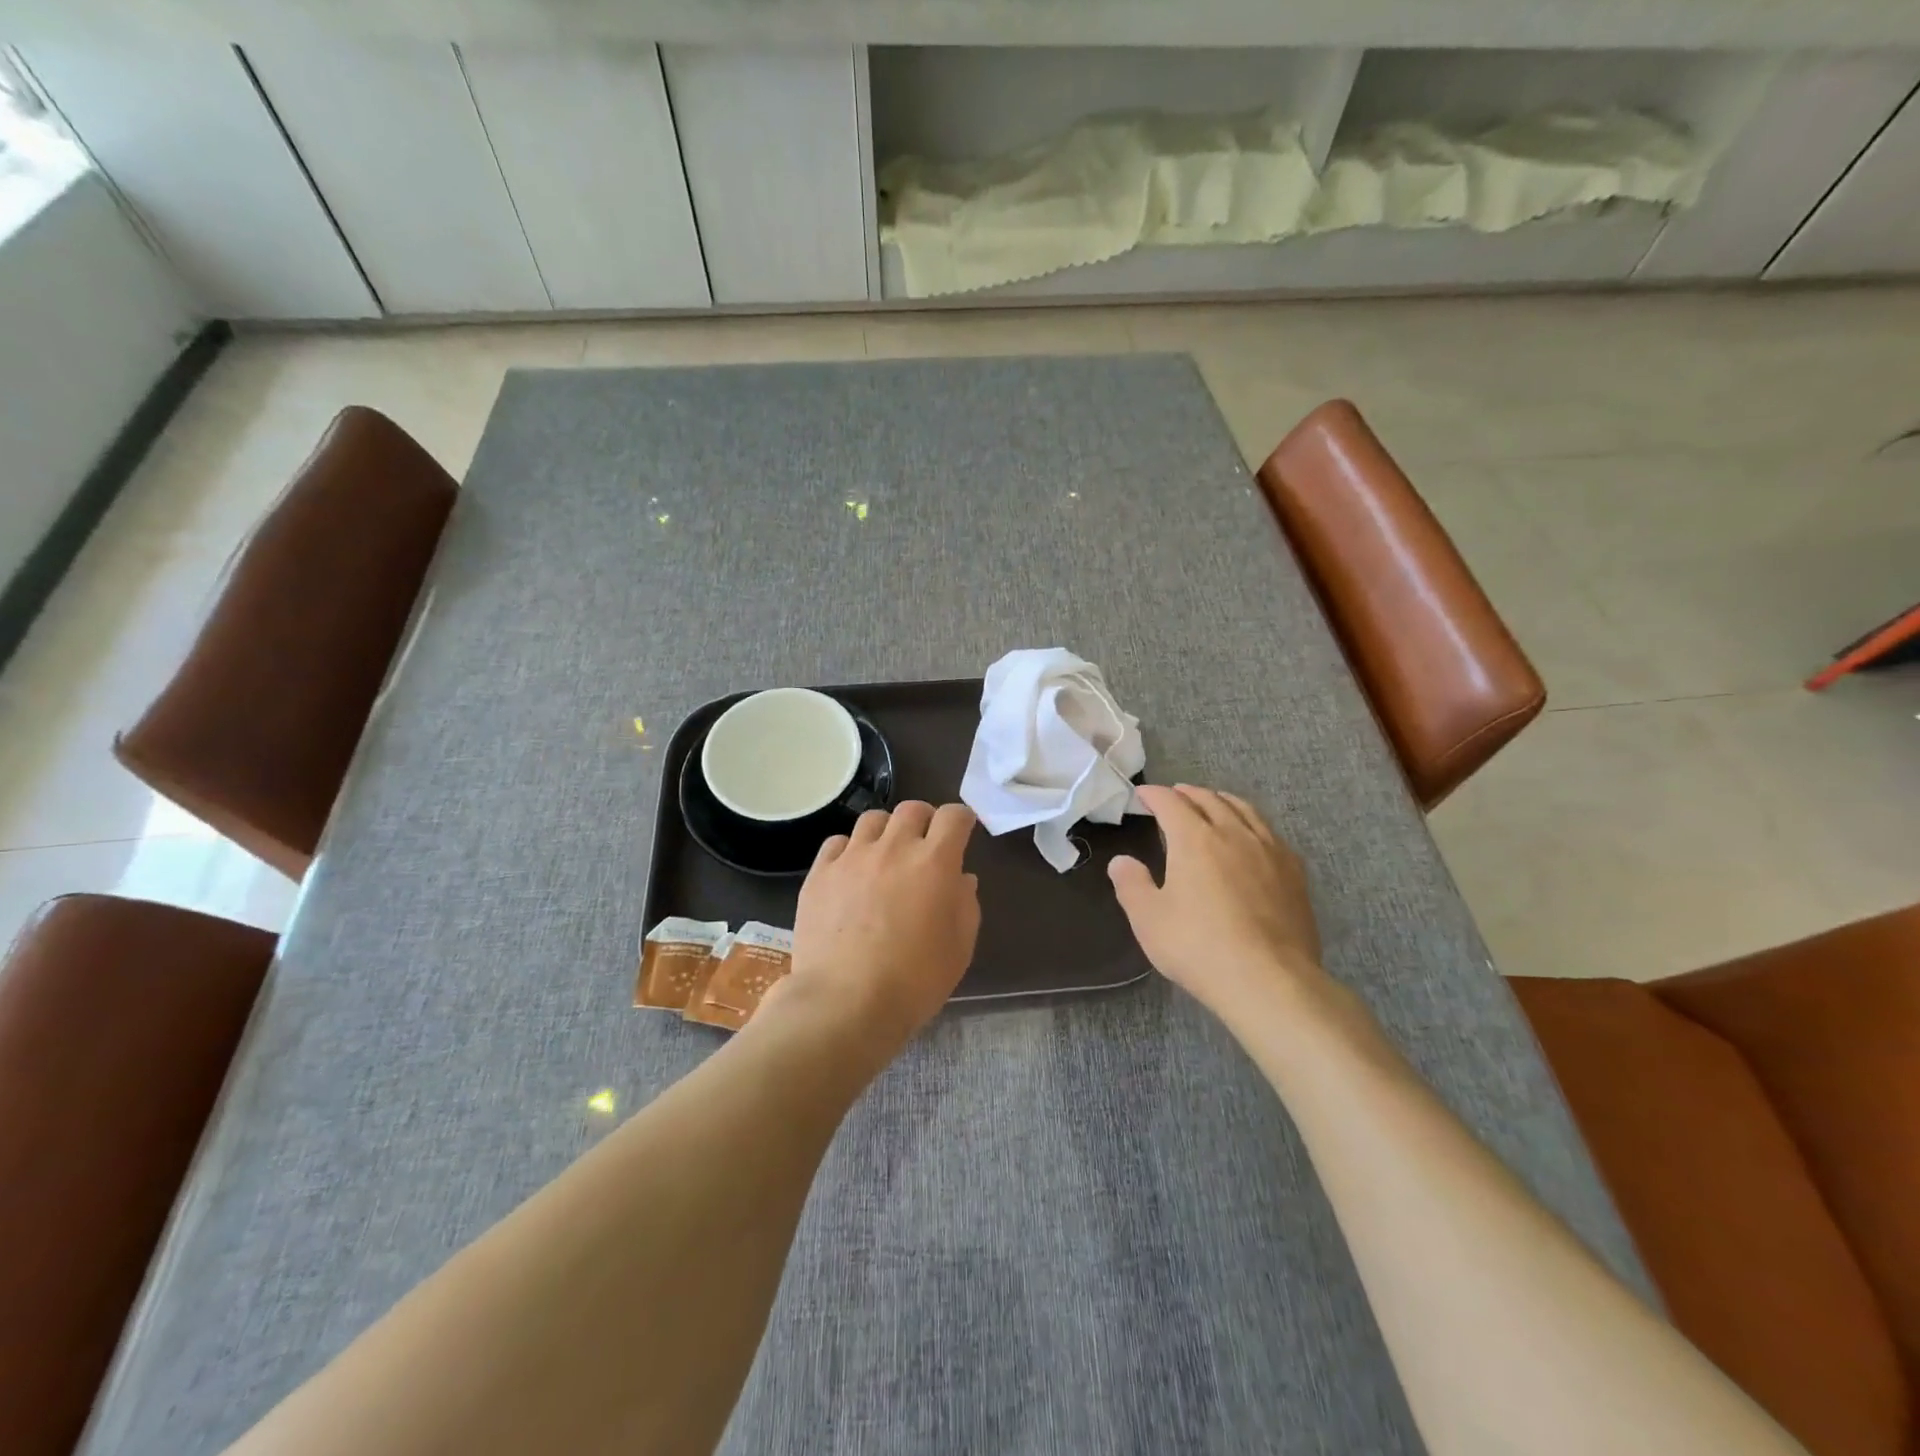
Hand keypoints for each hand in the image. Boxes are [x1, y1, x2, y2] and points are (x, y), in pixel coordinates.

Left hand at [776, 802, 981, 1052]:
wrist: (845, 1003)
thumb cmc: (914, 981)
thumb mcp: (959, 947)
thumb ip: (965, 904)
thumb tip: (960, 879)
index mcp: (934, 862)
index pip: (955, 816)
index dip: (962, 820)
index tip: (962, 832)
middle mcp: (894, 848)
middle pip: (912, 808)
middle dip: (924, 820)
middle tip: (924, 844)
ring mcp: (852, 857)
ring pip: (872, 819)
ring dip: (886, 831)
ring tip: (885, 855)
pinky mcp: (819, 873)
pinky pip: (836, 843)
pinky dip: (849, 850)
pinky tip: (850, 872)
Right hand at [1108, 784, 1325, 1016]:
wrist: (1269, 980)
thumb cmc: (1199, 946)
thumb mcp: (1148, 919)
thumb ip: (1131, 884)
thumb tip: (1121, 861)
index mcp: (1194, 839)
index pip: (1170, 803)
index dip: (1154, 795)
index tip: (1142, 795)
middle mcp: (1233, 833)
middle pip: (1209, 799)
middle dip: (1188, 793)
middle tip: (1174, 795)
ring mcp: (1269, 850)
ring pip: (1244, 810)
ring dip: (1222, 800)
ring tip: (1213, 802)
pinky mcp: (1294, 872)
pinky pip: (1270, 832)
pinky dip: (1252, 822)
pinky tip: (1253, 836)